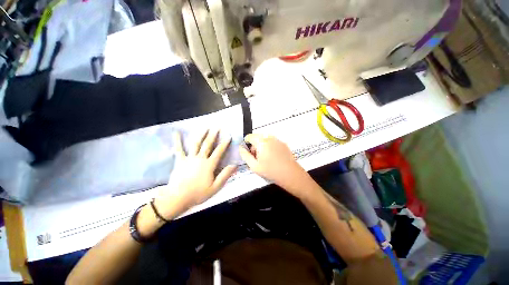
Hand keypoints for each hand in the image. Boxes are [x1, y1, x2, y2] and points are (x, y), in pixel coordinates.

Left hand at [154, 130, 236, 218]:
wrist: (178, 198)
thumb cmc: (198, 193)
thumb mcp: (215, 187)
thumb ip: (225, 175)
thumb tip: (235, 165)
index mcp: (209, 164)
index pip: (219, 151)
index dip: (224, 143)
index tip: (228, 136)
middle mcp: (200, 158)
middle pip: (207, 145)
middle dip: (213, 135)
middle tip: (217, 127)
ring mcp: (189, 158)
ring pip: (196, 144)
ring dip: (201, 135)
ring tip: (204, 127)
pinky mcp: (180, 161)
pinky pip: (179, 149)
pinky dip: (178, 141)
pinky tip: (176, 132)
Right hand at [239, 134, 311, 198]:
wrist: (290, 174)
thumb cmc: (271, 171)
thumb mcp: (254, 166)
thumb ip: (245, 155)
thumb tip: (240, 147)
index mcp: (261, 141)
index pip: (249, 137)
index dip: (246, 144)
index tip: (249, 153)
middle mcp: (269, 137)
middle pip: (257, 137)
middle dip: (254, 145)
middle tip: (257, 157)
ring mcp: (277, 139)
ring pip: (264, 139)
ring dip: (261, 146)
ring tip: (265, 158)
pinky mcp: (282, 143)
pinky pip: (272, 141)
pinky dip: (269, 146)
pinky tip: (273, 157)